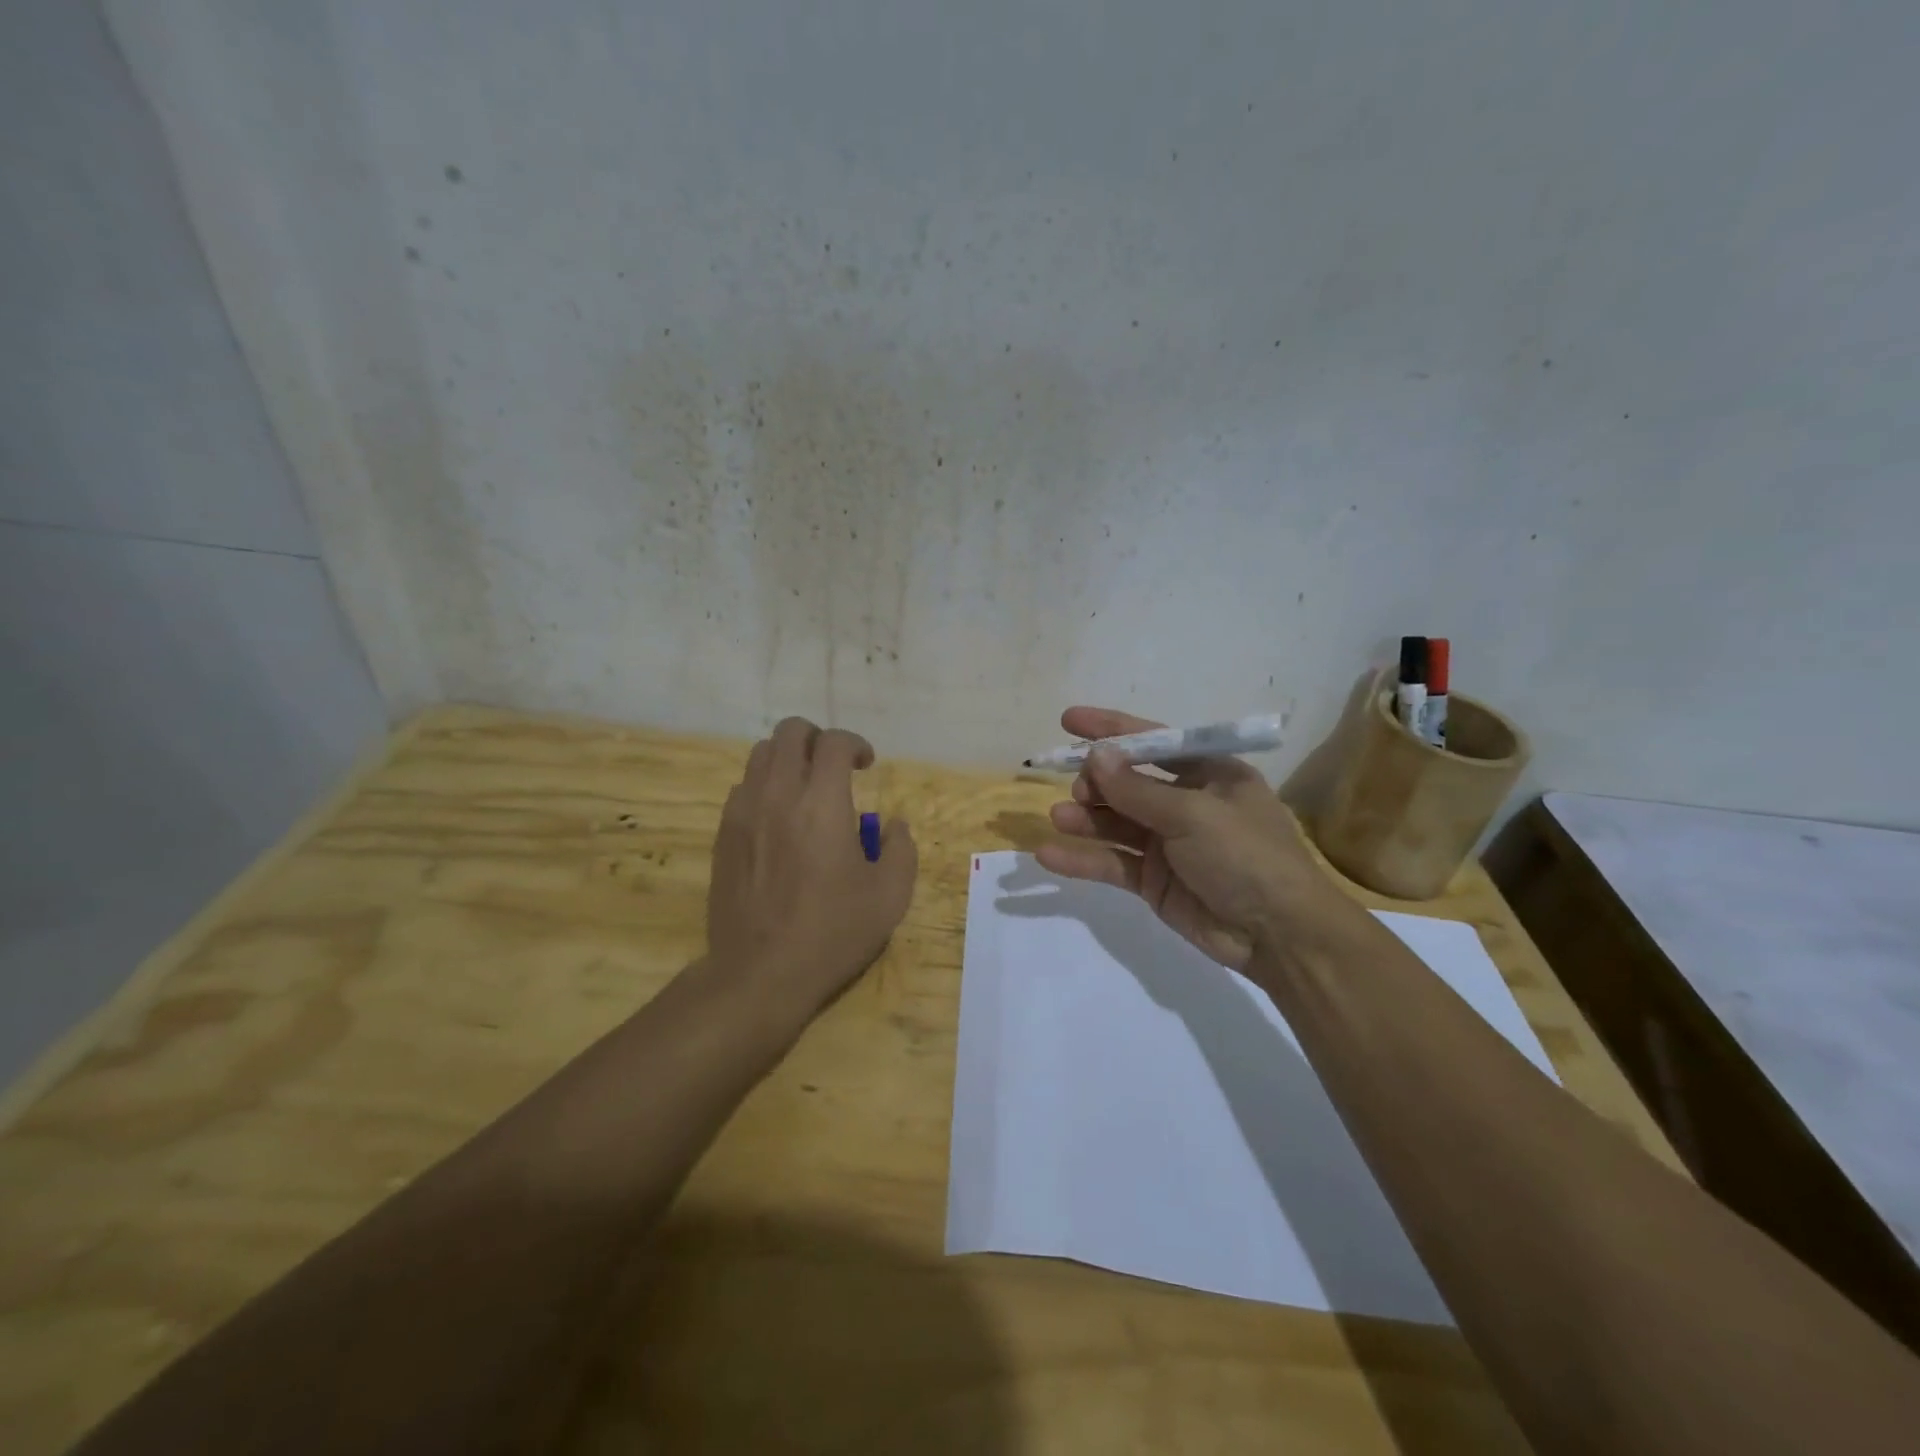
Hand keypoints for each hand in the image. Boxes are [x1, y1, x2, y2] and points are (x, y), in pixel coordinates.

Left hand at [706, 718, 917, 1027]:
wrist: (760, 973)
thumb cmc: (832, 933)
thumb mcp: (890, 896)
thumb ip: (901, 849)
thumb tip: (893, 826)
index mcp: (822, 803)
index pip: (834, 743)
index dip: (855, 744)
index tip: (867, 765)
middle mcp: (778, 794)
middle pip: (790, 732)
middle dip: (818, 738)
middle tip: (835, 766)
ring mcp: (743, 812)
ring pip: (760, 754)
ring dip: (788, 759)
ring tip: (806, 789)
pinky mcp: (723, 834)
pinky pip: (743, 787)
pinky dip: (765, 786)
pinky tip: (779, 819)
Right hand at [1037, 707, 1348, 972]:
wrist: (1279, 936)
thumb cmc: (1246, 856)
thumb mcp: (1194, 814)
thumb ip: (1138, 788)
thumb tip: (1095, 755)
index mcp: (1210, 774)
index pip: (1153, 741)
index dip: (1111, 730)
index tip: (1069, 721)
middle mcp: (1186, 803)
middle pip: (1129, 782)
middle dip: (1098, 781)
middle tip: (1078, 788)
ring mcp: (1168, 843)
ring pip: (1116, 822)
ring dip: (1086, 818)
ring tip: (1060, 816)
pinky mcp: (1154, 880)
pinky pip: (1113, 862)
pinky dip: (1083, 859)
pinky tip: (1049, 855)